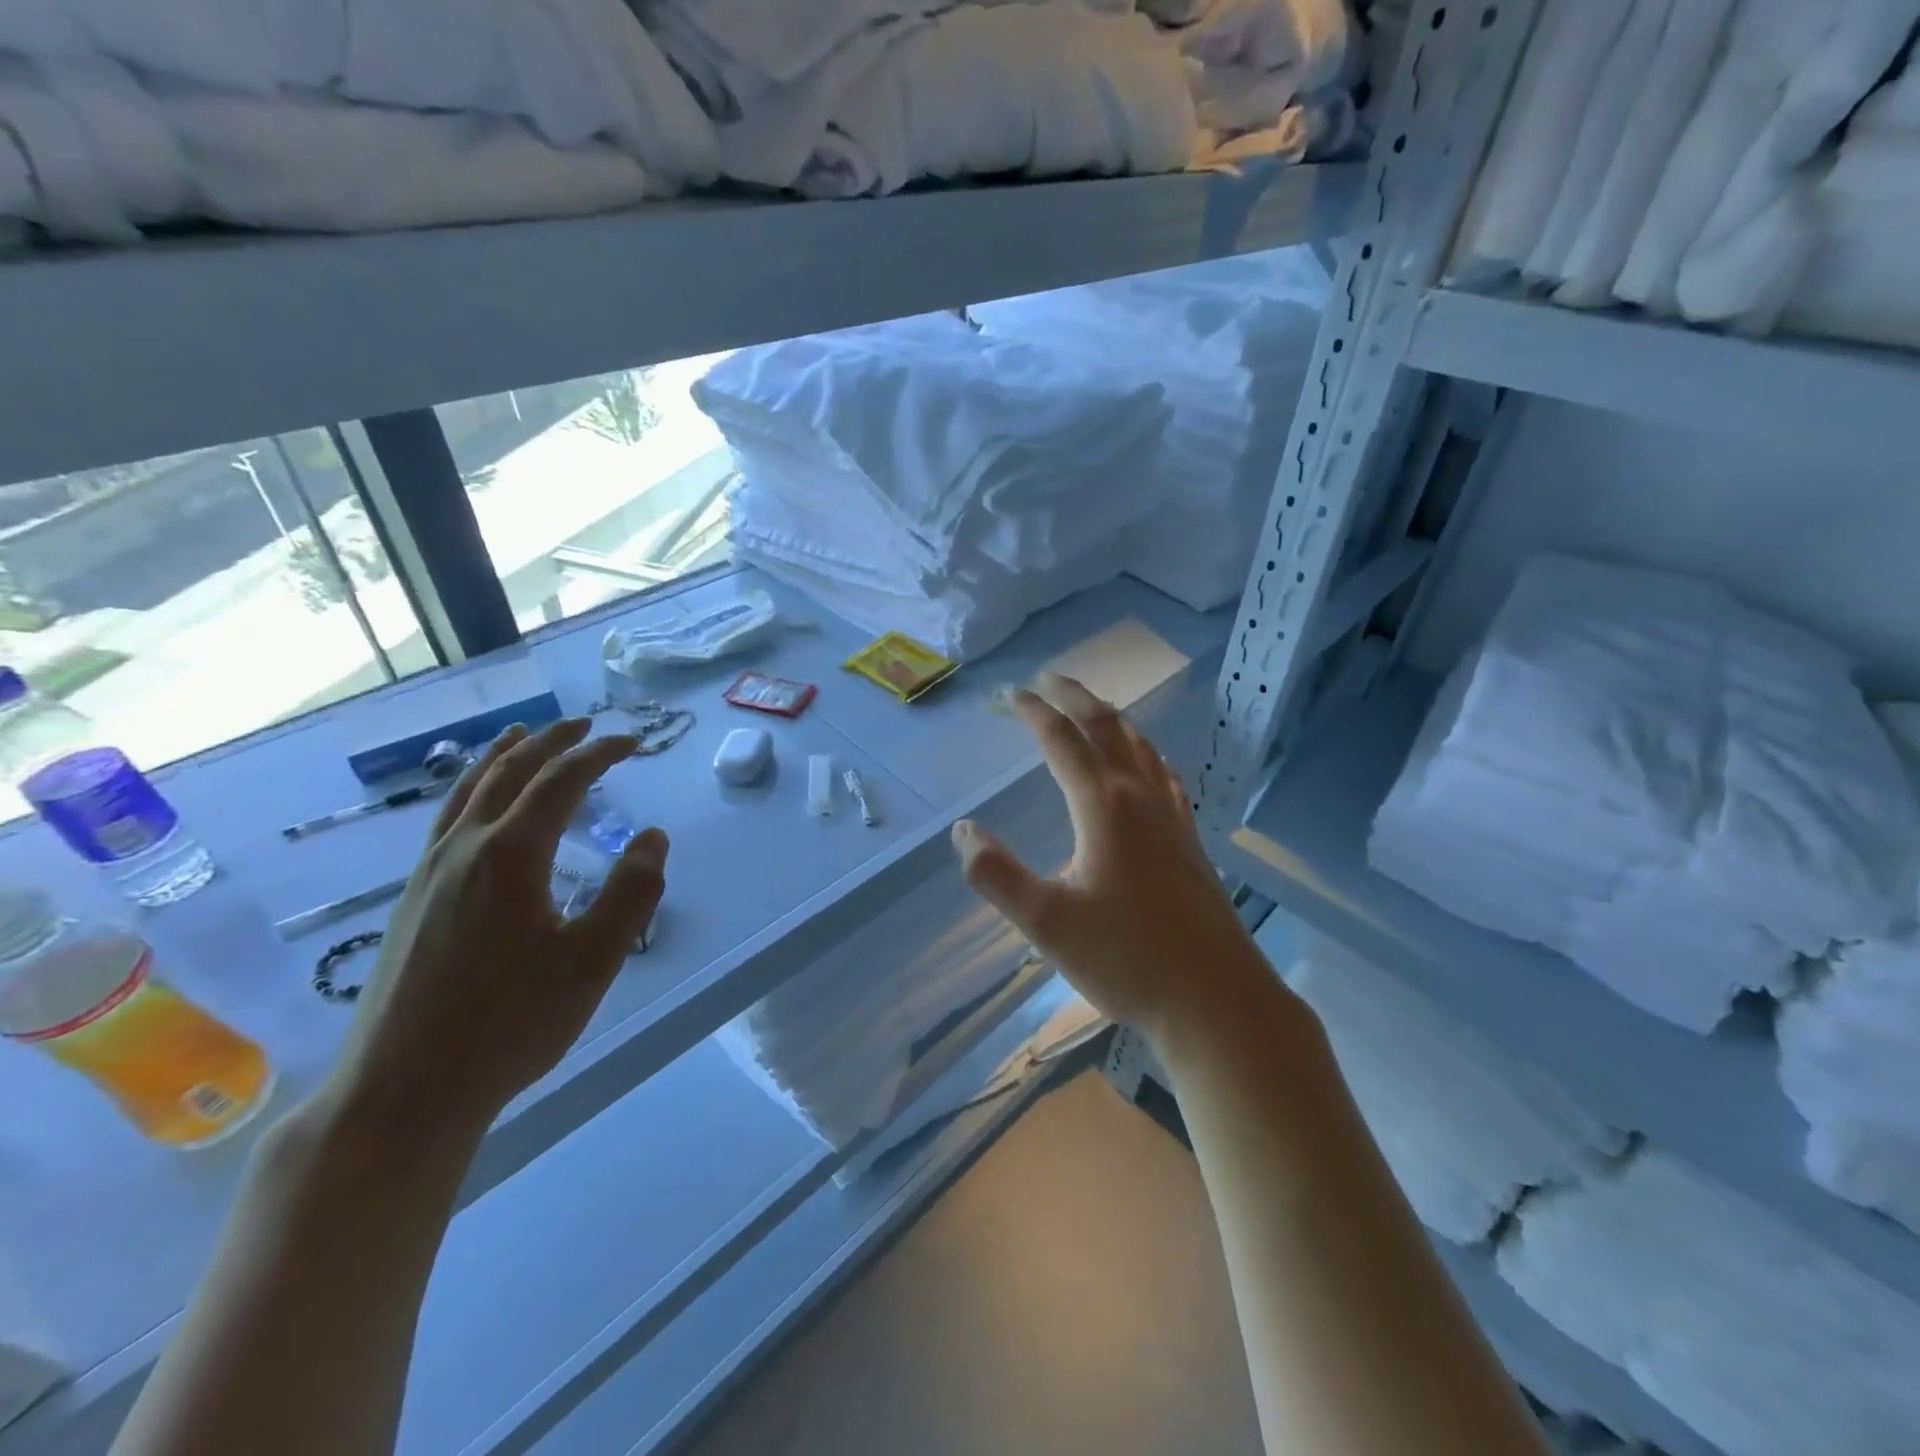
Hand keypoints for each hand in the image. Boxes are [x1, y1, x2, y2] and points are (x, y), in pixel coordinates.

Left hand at [325, 719, 668, 1138]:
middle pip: (510, 772)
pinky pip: (447, 818)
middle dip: (551, 742)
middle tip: (585, 725)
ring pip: (467, 791)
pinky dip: (471, 789)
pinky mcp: (412, 898)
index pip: (562, 781)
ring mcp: (430, 872)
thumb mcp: (593, 960)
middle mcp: (465, 849)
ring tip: (522, 735)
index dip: (600, 754)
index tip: (634, 742)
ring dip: (503, 756)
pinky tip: (477, 804)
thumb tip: (652, 837)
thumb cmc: (510, 1024)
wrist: (402, 1090)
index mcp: (511, 855)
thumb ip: (631, 892)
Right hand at [953, 673, 1259, 1040]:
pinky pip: (1164, 776)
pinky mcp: (1191, 842)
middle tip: (1048, 679)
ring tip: (1091, 709)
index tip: (1008, 695)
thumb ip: (996, 875)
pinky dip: (1144, 754)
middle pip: (1107, 727)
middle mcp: (1140, 798)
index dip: (1032, 711)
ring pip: (1141, 747)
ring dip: (1111, 719)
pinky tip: (1147, 765)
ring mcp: (1173, 818)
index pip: (1061, 740)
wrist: (1216, 1000)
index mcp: (1103, 807)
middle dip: (1075, 697)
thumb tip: (962, 831)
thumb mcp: (1046, 923)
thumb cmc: (1127, 959)